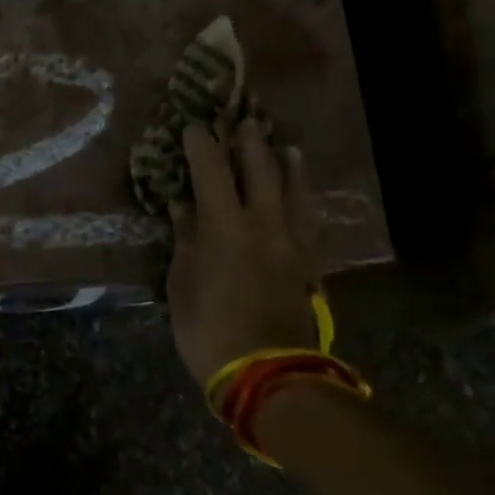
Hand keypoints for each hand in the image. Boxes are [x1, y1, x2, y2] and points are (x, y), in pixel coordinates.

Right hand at [165, 119, 323, 386]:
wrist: (269, 374)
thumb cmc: (210, 330)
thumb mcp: (182, 285)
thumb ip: (186, 241)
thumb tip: (182, 206)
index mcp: (225, 227)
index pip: (211, 171)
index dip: (201, 144)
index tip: (193, 126)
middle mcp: (263, 224)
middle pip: (260, 171)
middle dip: (250, 142)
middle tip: (244, 121)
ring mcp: (291, 244)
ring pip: (294, 192)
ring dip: (288, 165)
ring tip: (286, 146)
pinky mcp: (309, 265)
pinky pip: (312, 223)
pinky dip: (307, 203)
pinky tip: (305, 199)